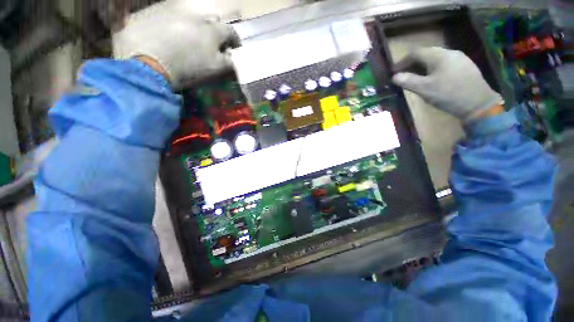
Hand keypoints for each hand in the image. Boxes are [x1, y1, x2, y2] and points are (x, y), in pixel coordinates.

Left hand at [113, 0, 239, 88]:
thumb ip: (228, 62)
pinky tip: (176, 36)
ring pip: (194, 17)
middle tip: (215, 43)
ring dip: (199, 27)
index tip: (236, 48)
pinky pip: (175, 17)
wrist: (151, 64)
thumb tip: (234, 57)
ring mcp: (177, 14)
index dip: (235, 40)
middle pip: (212, 21)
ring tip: (195, 39)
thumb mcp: (215, 69)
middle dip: (217, 31)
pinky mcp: (159, 15)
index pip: (230, 32)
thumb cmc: (189, 68)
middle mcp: (196, 18)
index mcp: (212, 31)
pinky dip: (181, 25)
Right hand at [392, 47, 502, 122]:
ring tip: (416, 78)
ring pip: (436, 58)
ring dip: (422, 67)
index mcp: (439, 56)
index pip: (416, 52)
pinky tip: (432, 79)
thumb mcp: (424, 89)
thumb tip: (394, 76)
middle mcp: (450, 52)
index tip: (394, 71)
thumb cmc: (448, 95)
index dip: (402, 61)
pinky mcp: (465, 66)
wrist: (478, 104)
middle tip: (403, 75)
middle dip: (412, 64)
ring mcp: (459, 58)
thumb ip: (408, 81)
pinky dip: (433, 69)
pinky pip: (444, 63)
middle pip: (426, 54)